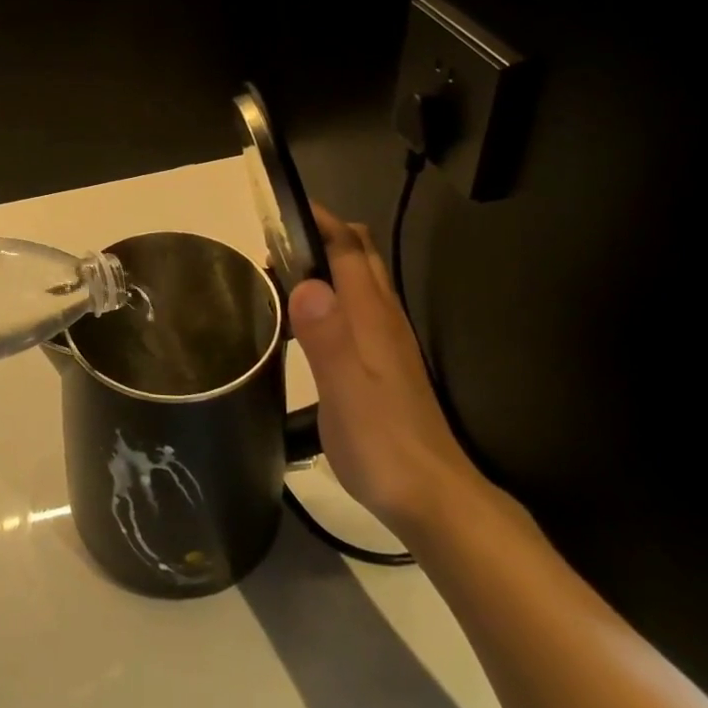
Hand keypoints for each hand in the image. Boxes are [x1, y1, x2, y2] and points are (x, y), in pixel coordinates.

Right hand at [288, 203, 488, 537]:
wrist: (432, 498)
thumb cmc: (383, 445)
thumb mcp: (346, 393)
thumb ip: (327, 338)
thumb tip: (305, 281)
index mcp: (371, 317)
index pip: (348, 248)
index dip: (319, 220)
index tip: (281, 208)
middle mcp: (383, 318)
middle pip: (360, 255)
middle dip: (321, 235)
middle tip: (274, 244)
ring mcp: (387, 340)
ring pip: (360, 280)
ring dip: (326, 263)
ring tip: (280, 273)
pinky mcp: (384, 363)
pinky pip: (356, 307)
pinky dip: (331, 292)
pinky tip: (307, 318)